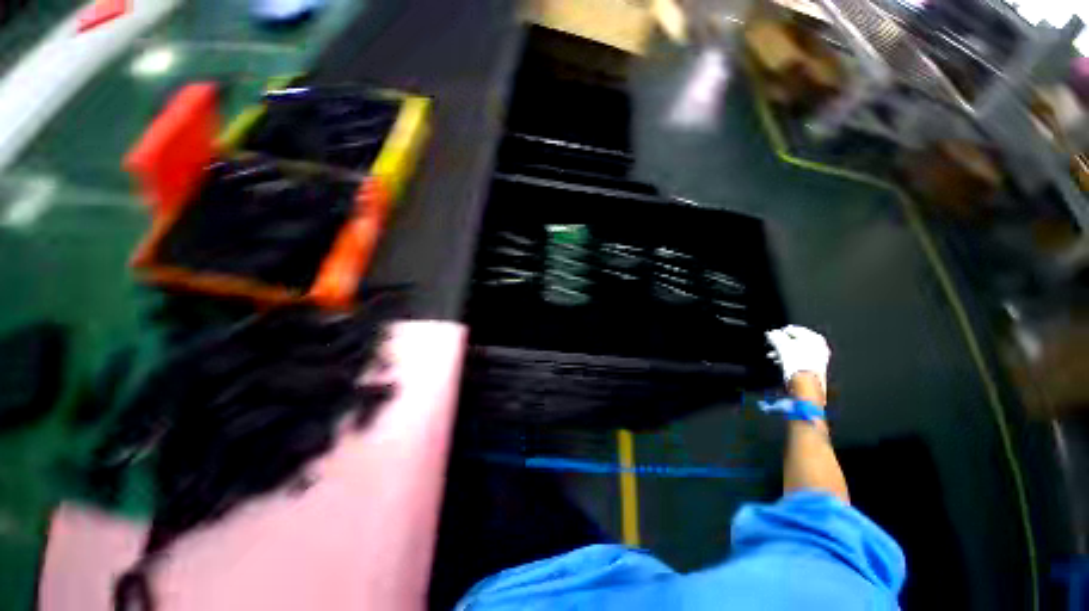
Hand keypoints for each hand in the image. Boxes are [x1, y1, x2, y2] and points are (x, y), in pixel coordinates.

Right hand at [765, 325, 830, 392]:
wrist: (806, 386)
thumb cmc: (798, 364)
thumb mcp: (782, 346)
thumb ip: (776, 337)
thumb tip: (772, 333)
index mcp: (816, 339)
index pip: (797, 330)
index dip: (784, 331)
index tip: (775, 333)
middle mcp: (820, 348)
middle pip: (798, 341)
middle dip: (783, 343)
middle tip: (772, 344)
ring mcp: (818, 360)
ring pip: (797, 352)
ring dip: (783, 352)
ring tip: (772, 355)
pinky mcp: (813, 370)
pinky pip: (799, 361)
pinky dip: (788, 360)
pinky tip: (780, 363)